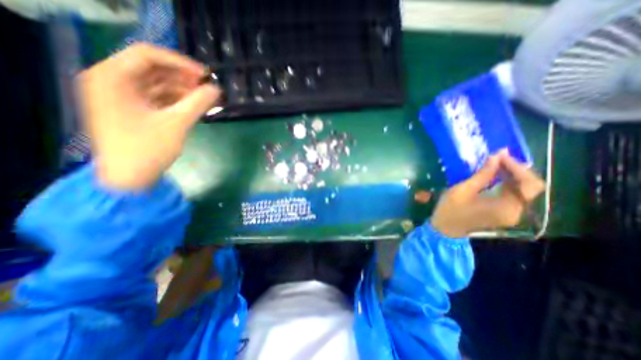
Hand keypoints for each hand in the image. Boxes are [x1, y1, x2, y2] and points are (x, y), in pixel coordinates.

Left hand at [77, 42, 220, 191]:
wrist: (129, 178)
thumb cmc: (147, 150)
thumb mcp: (176, 124)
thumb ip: (198, 104)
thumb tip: (216, 89)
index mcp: (112, 78)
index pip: (147, 55)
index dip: (180, 62)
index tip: (205, 75)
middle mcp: (112, 81)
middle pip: (153, 69)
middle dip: (183, 78)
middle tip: (208, 88)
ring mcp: (122, 96)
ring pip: (158, 84)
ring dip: (183, 90)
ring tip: (206, 98)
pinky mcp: (133, 109)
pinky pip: (158, 97)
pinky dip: (177, 100)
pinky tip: (195, 106)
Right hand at [431, 150, 545, 237]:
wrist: (444, 227)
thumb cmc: (450, 209)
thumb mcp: (463, 190)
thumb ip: (483, 174)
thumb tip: (497, 156)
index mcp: (507, 207)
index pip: (529, 184)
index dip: (518, 167)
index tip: (501, 155)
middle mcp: (515, 211)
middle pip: (529, 187)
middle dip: (516, 169)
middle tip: (498, 158)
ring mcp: (511, 213)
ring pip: (522, 190)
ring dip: (511, 175)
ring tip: (495, 163)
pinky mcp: (504, 213)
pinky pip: (513, 194)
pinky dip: (506, 183)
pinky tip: (494, 175)